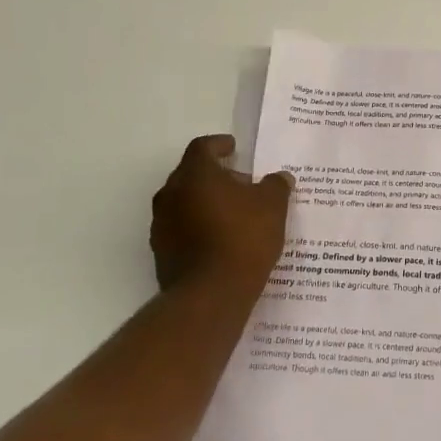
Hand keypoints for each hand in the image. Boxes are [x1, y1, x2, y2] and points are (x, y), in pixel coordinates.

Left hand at [150, 135, 293, 294]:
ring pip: (184, 202)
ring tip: (234, 214)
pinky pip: (181, 228)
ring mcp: (162, 225)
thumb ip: (275, 186)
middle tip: (241, 183)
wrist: (210, 295)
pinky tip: (221, 240)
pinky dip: (199, 226)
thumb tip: (279, 178)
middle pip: (191, 174)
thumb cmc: (243, 238)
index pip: (202, 147)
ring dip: (205, 202)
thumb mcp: (272, 206)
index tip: (234, 148)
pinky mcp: (161, 253)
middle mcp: (171, 194)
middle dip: (216, 175)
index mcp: (195, 174)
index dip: (219, 145)